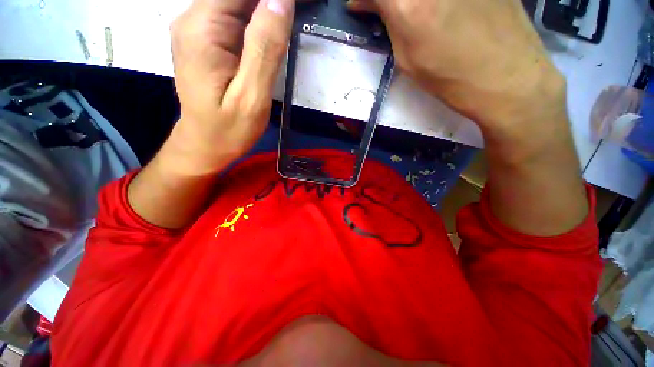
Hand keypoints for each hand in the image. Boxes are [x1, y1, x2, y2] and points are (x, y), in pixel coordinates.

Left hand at [169, 0, 293, 174]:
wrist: (206, 144)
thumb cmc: (229, 129)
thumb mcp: (252, 96)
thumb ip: (265, 48)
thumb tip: (281, 1)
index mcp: (203, 29)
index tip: (299, 5)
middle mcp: (194, 19)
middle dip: (271, 3)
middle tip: (298, 15)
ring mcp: (198, 29)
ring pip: (237, 4)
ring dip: (266, 11)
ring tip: (286, 30)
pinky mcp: (207, 41)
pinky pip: (234, 18)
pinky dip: (257, 21)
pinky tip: (272, 35)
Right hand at [349, 0, 587, 235]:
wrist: (510, 79)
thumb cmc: (451, 78)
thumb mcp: (408, 60)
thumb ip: (389, 25)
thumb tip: (370, 6)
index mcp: (410, 4)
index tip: (359, 5)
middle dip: (389, 1)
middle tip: (389, 10)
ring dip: (413, 1)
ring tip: (418, 14)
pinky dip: (437, 0)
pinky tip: (444, 10)